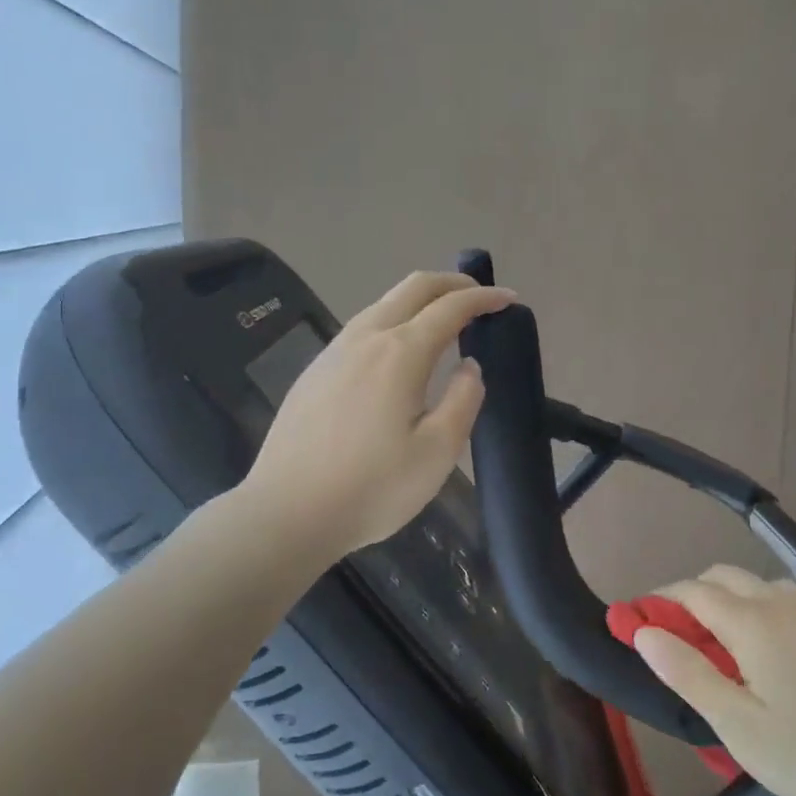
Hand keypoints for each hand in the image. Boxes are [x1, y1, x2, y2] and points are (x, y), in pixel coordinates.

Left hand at [239, 271, 514, 560]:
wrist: (285, 512)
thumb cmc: (371, 488)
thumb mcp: (436, 453)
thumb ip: (462, 400)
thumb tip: (468, 367)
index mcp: (400, 353)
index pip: (451, 308)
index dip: (484, 298)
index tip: (509, 300)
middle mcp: (366, 338)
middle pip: (414, 287)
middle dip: (452, 283)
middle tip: (480, 297)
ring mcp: (335, 351)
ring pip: (384, 303)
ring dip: (420, 300)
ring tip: (443, 321)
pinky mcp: (315, 370)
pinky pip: (363, 326)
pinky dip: (394, 319)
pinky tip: (397, 352)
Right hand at [633, 567, 795, 795]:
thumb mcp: (742, 727)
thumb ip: (688, 674)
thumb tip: (644, 632)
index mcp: (751, 619)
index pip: (690, 591)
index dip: (658, 602)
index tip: (636, 622)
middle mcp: (780, 599)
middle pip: (721, 578)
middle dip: (691, 599)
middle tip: (680, 645)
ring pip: (755, 588)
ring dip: (728, 606)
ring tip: (726, 659)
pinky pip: (785, 604)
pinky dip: (760, 615)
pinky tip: (774, 663)